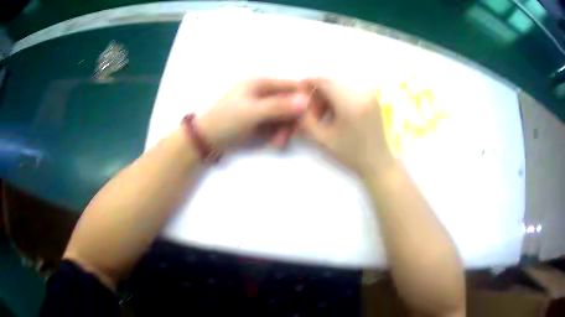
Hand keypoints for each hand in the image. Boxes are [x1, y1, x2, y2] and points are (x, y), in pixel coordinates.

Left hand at [197, 78, 308, 149]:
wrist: (205, 138)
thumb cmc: (226, 120)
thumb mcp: (252, 113)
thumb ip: (279, 106)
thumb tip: (306, 100)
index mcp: (260, 82)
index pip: (291, 85)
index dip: (303, 98)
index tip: (312, 116)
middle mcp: (262, 91)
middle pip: (289, 102)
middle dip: (292, 119)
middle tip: (290, 135)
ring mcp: (260, 105)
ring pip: (283, 114)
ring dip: (284, 128)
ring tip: (280, 142)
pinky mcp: (257, 118)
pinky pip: (274, 123)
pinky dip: (277, 132)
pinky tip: (275, 142)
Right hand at [298, 78, 393, 175]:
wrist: (378, 162)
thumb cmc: (351, 154)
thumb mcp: (323, 139)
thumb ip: (306, 119)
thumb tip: (297, 103)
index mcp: (350, 103)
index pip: (324, 82)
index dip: (308, 83)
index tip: (297, 90)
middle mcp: (362, 92)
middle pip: (332, 83)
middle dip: (318, 92)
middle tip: (310, 110)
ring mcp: (369, 93)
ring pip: (340, 86)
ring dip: (328, 96)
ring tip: (322, 115)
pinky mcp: (372, 97)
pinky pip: (350, 90)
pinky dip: (339, 97)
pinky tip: (335, 113)